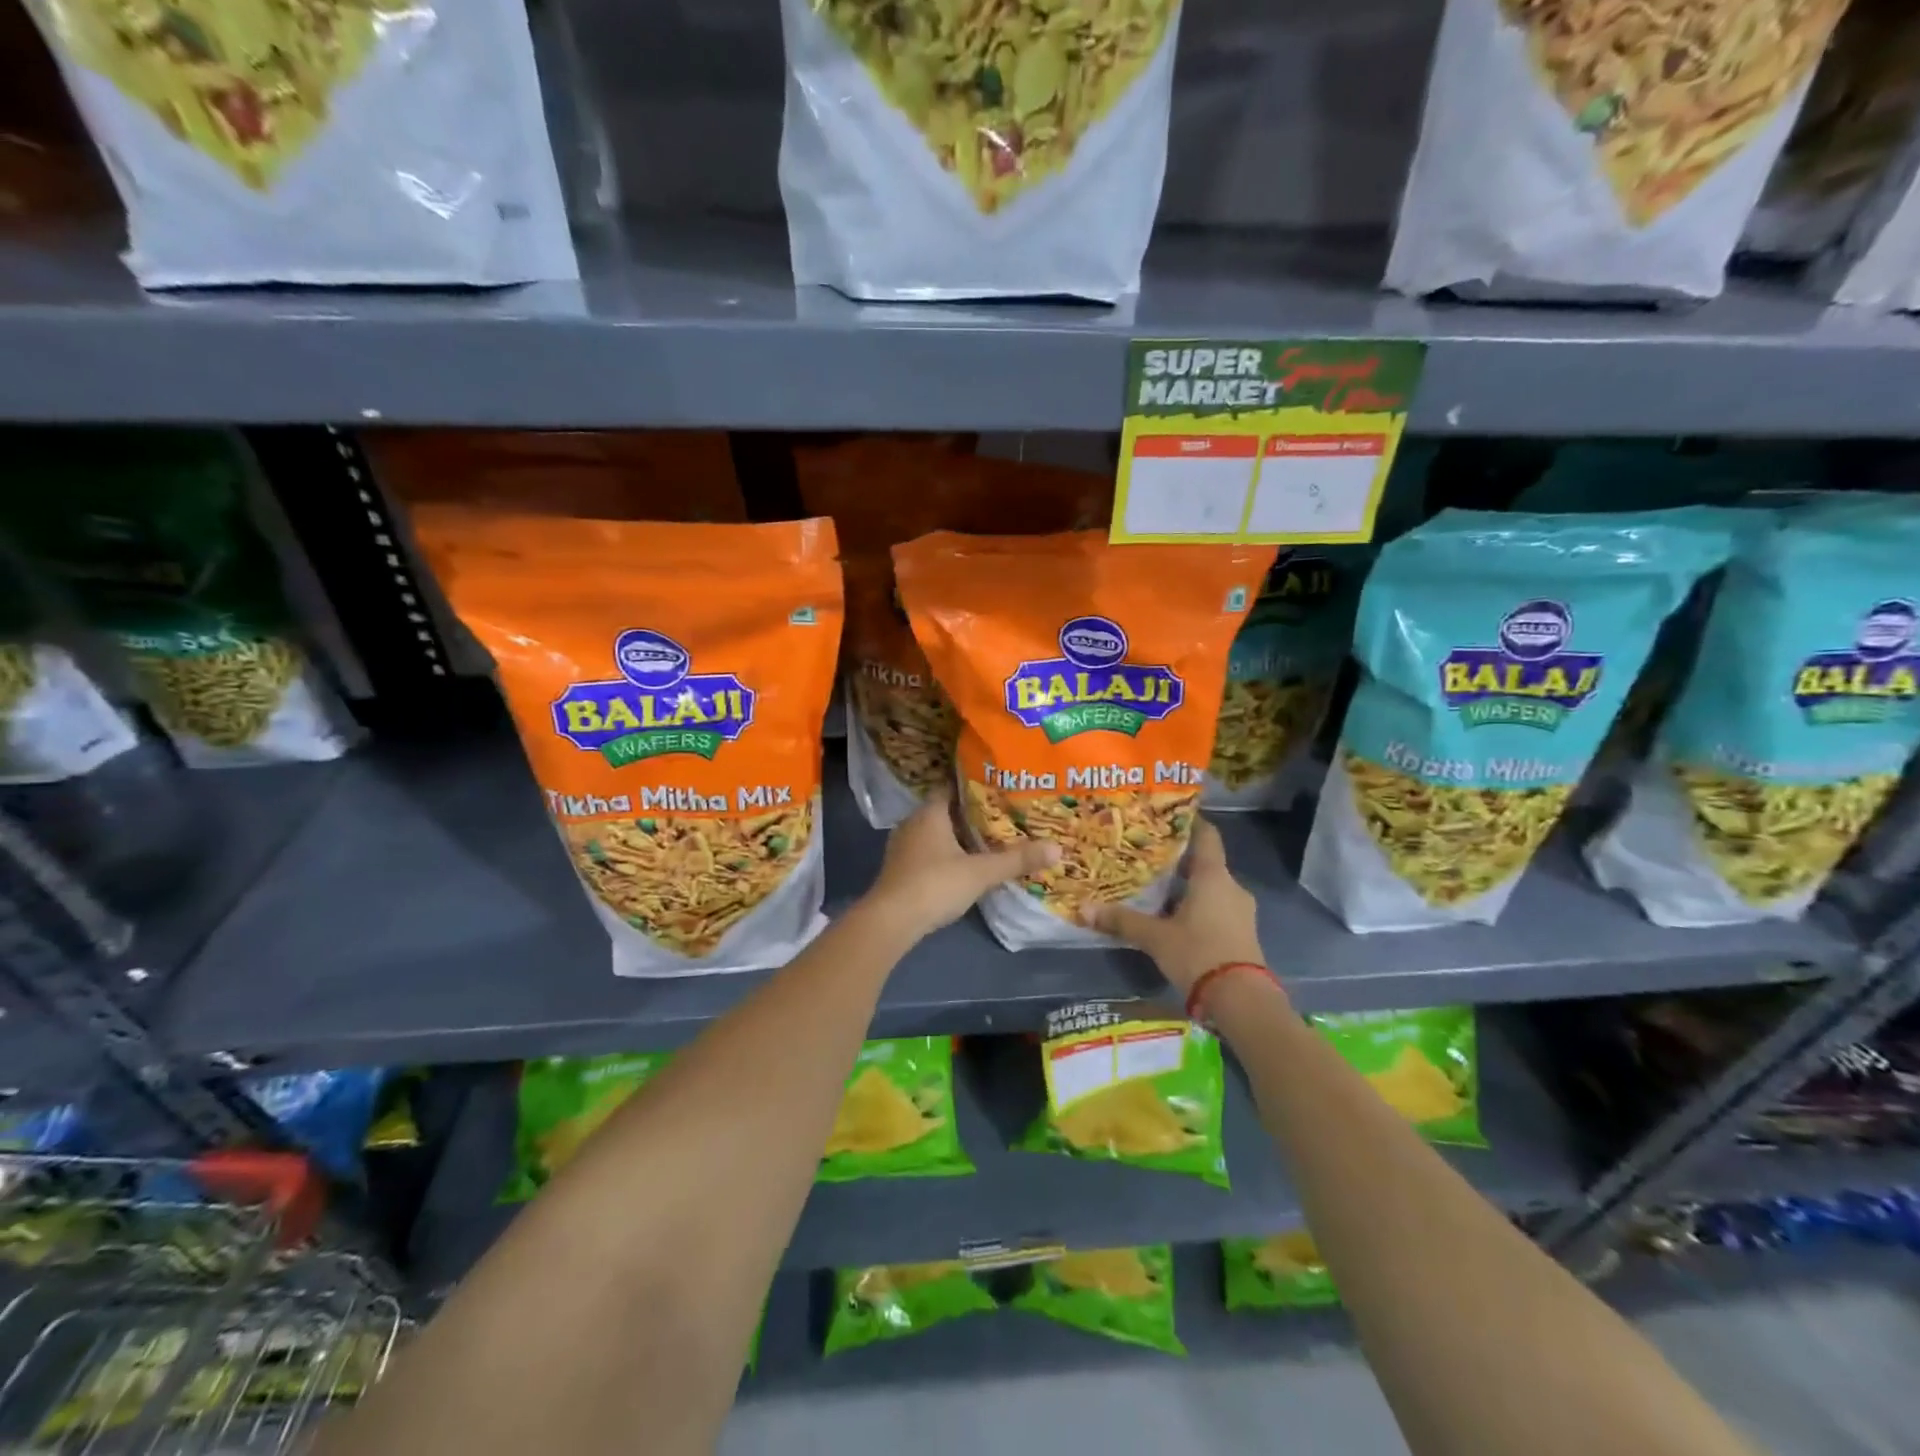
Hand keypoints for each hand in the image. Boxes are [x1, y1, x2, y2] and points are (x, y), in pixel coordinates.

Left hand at [864, 785, 1059, 937]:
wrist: (891, 921)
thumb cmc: (935, 885)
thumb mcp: (981, 872)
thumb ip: (1017, 860)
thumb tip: (1058, 848)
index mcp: (930, 812)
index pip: (953, 787)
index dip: (976, 786)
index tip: (1001, 788)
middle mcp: (913, 822)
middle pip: (946, 810)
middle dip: (971, 813)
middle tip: (1003, 815)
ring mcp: (903, 846)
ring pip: (936, 833)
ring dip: (958, 836)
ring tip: (989, 839)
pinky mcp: (900, 869)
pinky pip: (928, 851)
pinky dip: (946, 854)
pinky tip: (965, 864)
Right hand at [1081, 820, 1263, 996]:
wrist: (1242, 1001)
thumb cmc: (1198, 954)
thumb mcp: (1155, 937)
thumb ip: (1122, 920)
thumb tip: (1085, 908)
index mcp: (1213, 876)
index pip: (1206, 835)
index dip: (1189, 823)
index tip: (1166, 817)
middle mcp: (1231, 886)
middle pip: (1205, 863)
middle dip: (1179, 860)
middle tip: (1148, 857)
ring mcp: (1241, 911)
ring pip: (1211, 888)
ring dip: (1187, 887)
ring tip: (1156, 889)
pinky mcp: (1242, 933)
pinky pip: (1217, 909)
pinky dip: (1198, 908)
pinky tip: (1175, 918)